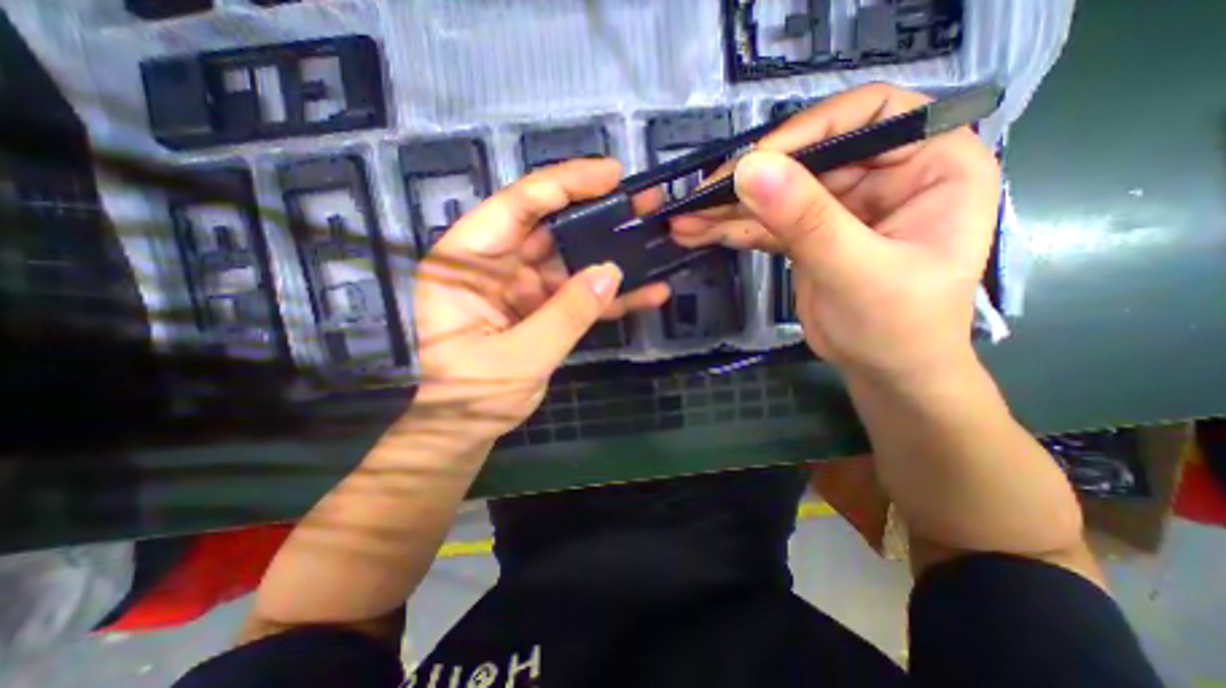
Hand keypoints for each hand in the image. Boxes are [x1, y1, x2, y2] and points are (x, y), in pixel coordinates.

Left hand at [406, 158, 665, 441]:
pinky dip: (608, 295)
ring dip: (609, 253)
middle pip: (548, 226)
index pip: (515, 206)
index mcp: (465, 262)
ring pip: (569, 259)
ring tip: (652, 238)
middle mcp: (492, 264)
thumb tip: (611, 271)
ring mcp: (520, 286)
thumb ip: (566, 315)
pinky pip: (576, 294)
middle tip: (641, 201)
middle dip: (596, 213)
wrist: (467, 428)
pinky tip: (646, 292)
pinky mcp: (540, 307)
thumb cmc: (473, 394)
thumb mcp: (519, 357)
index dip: (564, 184)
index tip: (610, 175)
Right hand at [669, 84, 1003, 380]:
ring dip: (728, 209)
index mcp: (931, 163)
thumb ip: (806, 219)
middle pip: (806, 157)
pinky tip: (699, 233)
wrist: (884, 371)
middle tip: (698, 199)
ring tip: (685, 220)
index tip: (754, 162)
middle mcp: (884, 174)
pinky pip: (767, 222)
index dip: (807, 130)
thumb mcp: (855, 270)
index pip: (868, 115)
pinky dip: (732, 229)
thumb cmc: (896, 326)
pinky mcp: (809, 233)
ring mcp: (841, 205)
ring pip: (778, 193)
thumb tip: (750, 169)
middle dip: (748, 181)